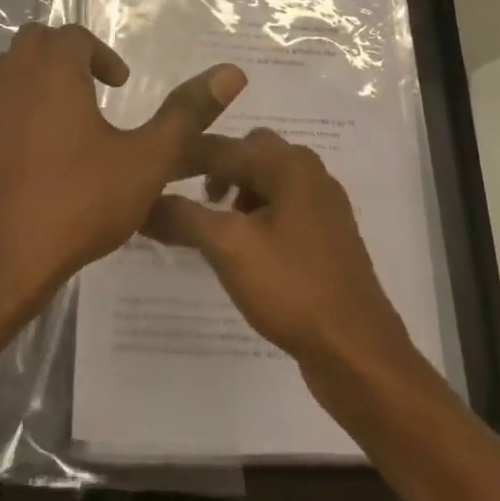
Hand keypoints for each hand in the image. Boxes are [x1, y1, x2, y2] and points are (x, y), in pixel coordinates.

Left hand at [0, 23, 245, 303]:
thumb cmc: (78, 201)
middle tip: (92, 92)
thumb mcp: (145, 160)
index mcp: (52, 70)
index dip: (101, 54)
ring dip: (35, 85)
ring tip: (64, 124)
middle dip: (65, 58)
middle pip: (34, 43)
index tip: (120, 85)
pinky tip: (30, 161)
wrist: (0, 261)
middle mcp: (9, 79)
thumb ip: (186, 115)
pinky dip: (10, 121)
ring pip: (6, 75)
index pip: (73, 35)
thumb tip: (231, 73)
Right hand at [144, 128, 414, 379]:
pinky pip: (280, 211)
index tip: (149, 171)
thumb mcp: (227, 247)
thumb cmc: (293, 288)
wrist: (358, 354)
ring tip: (212, 227)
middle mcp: (310, 174)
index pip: (224, 146)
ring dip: (235, 194)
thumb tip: (142, 202)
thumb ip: (182, 216)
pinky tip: (241, 250)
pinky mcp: (326, 239)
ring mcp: (323, 207)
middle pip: (249, 156)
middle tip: (186, 198)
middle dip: (215, 171)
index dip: (184, 157)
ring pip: (265, 184)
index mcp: (290, 164)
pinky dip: (255, 218)